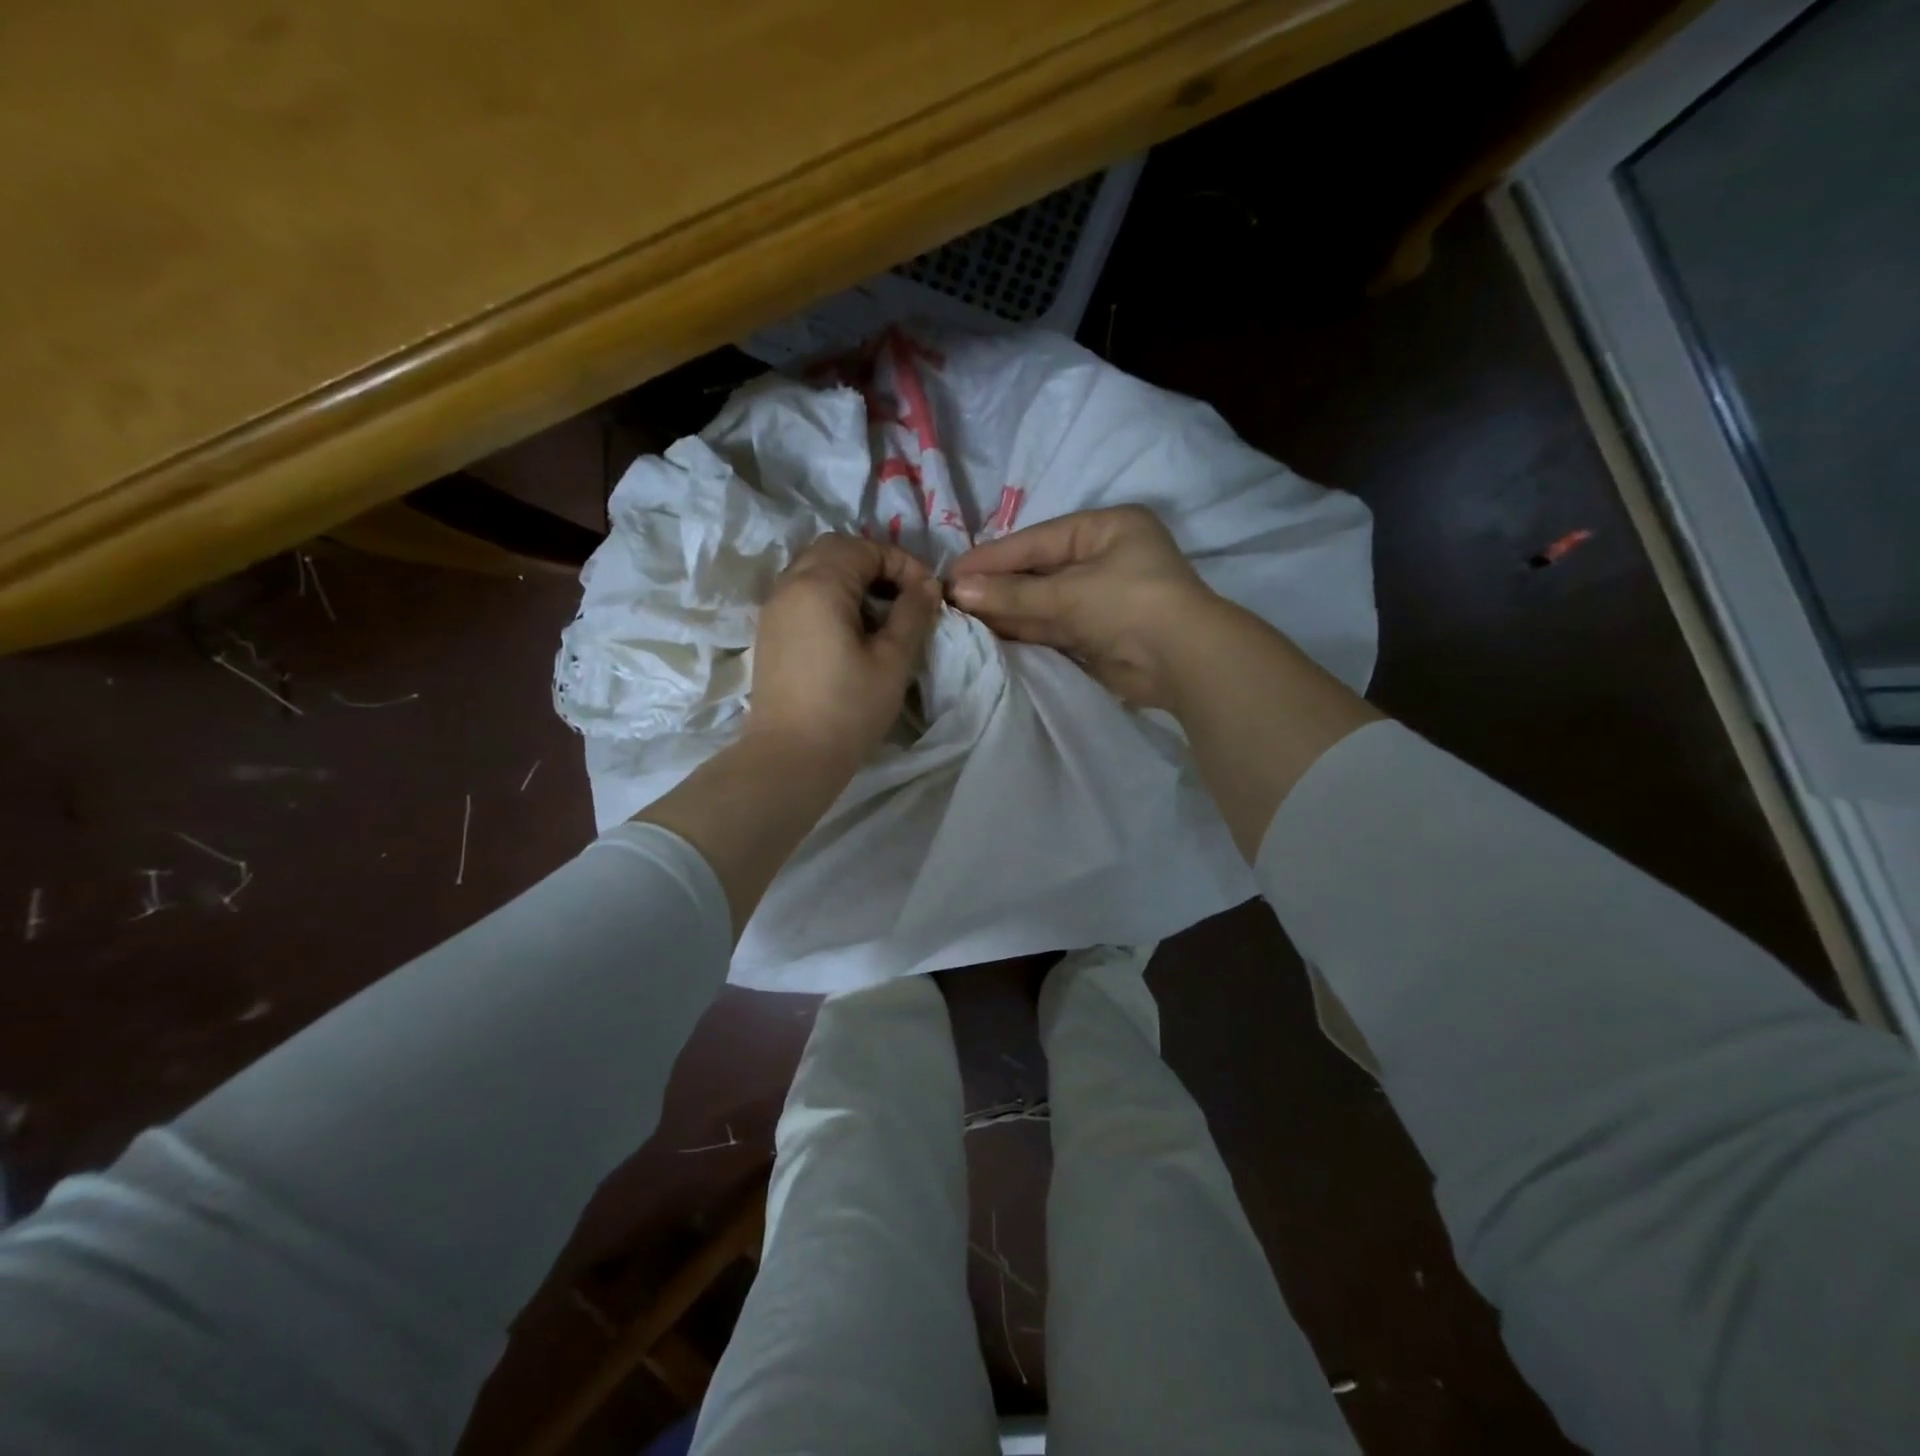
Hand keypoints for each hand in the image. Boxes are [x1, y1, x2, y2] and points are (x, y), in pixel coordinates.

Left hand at [748, 533, 942, 770]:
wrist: (790, 757)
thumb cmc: (848, 709)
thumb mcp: (892, 660)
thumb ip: (913, 614)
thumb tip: (928, 585)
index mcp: (819, 584)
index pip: (865, 548)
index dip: (902, 563)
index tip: (927, 594)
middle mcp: (790, 585)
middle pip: (834, 549)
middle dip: (874, 563)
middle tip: (903, 596)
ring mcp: (774, 609)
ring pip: (814, 569)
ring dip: (850, 579)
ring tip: (880, 614)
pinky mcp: (770, 633)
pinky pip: (801, 594)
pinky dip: (830, 596)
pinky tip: (851, 631)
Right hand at [948, 506, 1226, 709]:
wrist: (1183, 662)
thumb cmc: (1129, 603)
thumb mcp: (1069, 592)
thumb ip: (1013, 592)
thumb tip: (959, 588)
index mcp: (1106, 528)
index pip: (1037, 540)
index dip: (994, 556)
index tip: (953, 570)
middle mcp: (1103, 558)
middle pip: (1039, 570)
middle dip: (998, 584)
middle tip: (951, 596)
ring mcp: (1100, 598)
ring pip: (1043, 600)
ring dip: (1007, 608)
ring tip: (961, 615)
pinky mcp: (1096, 633)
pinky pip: (1052, 625)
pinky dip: (1024, 628)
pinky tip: (989, 631)